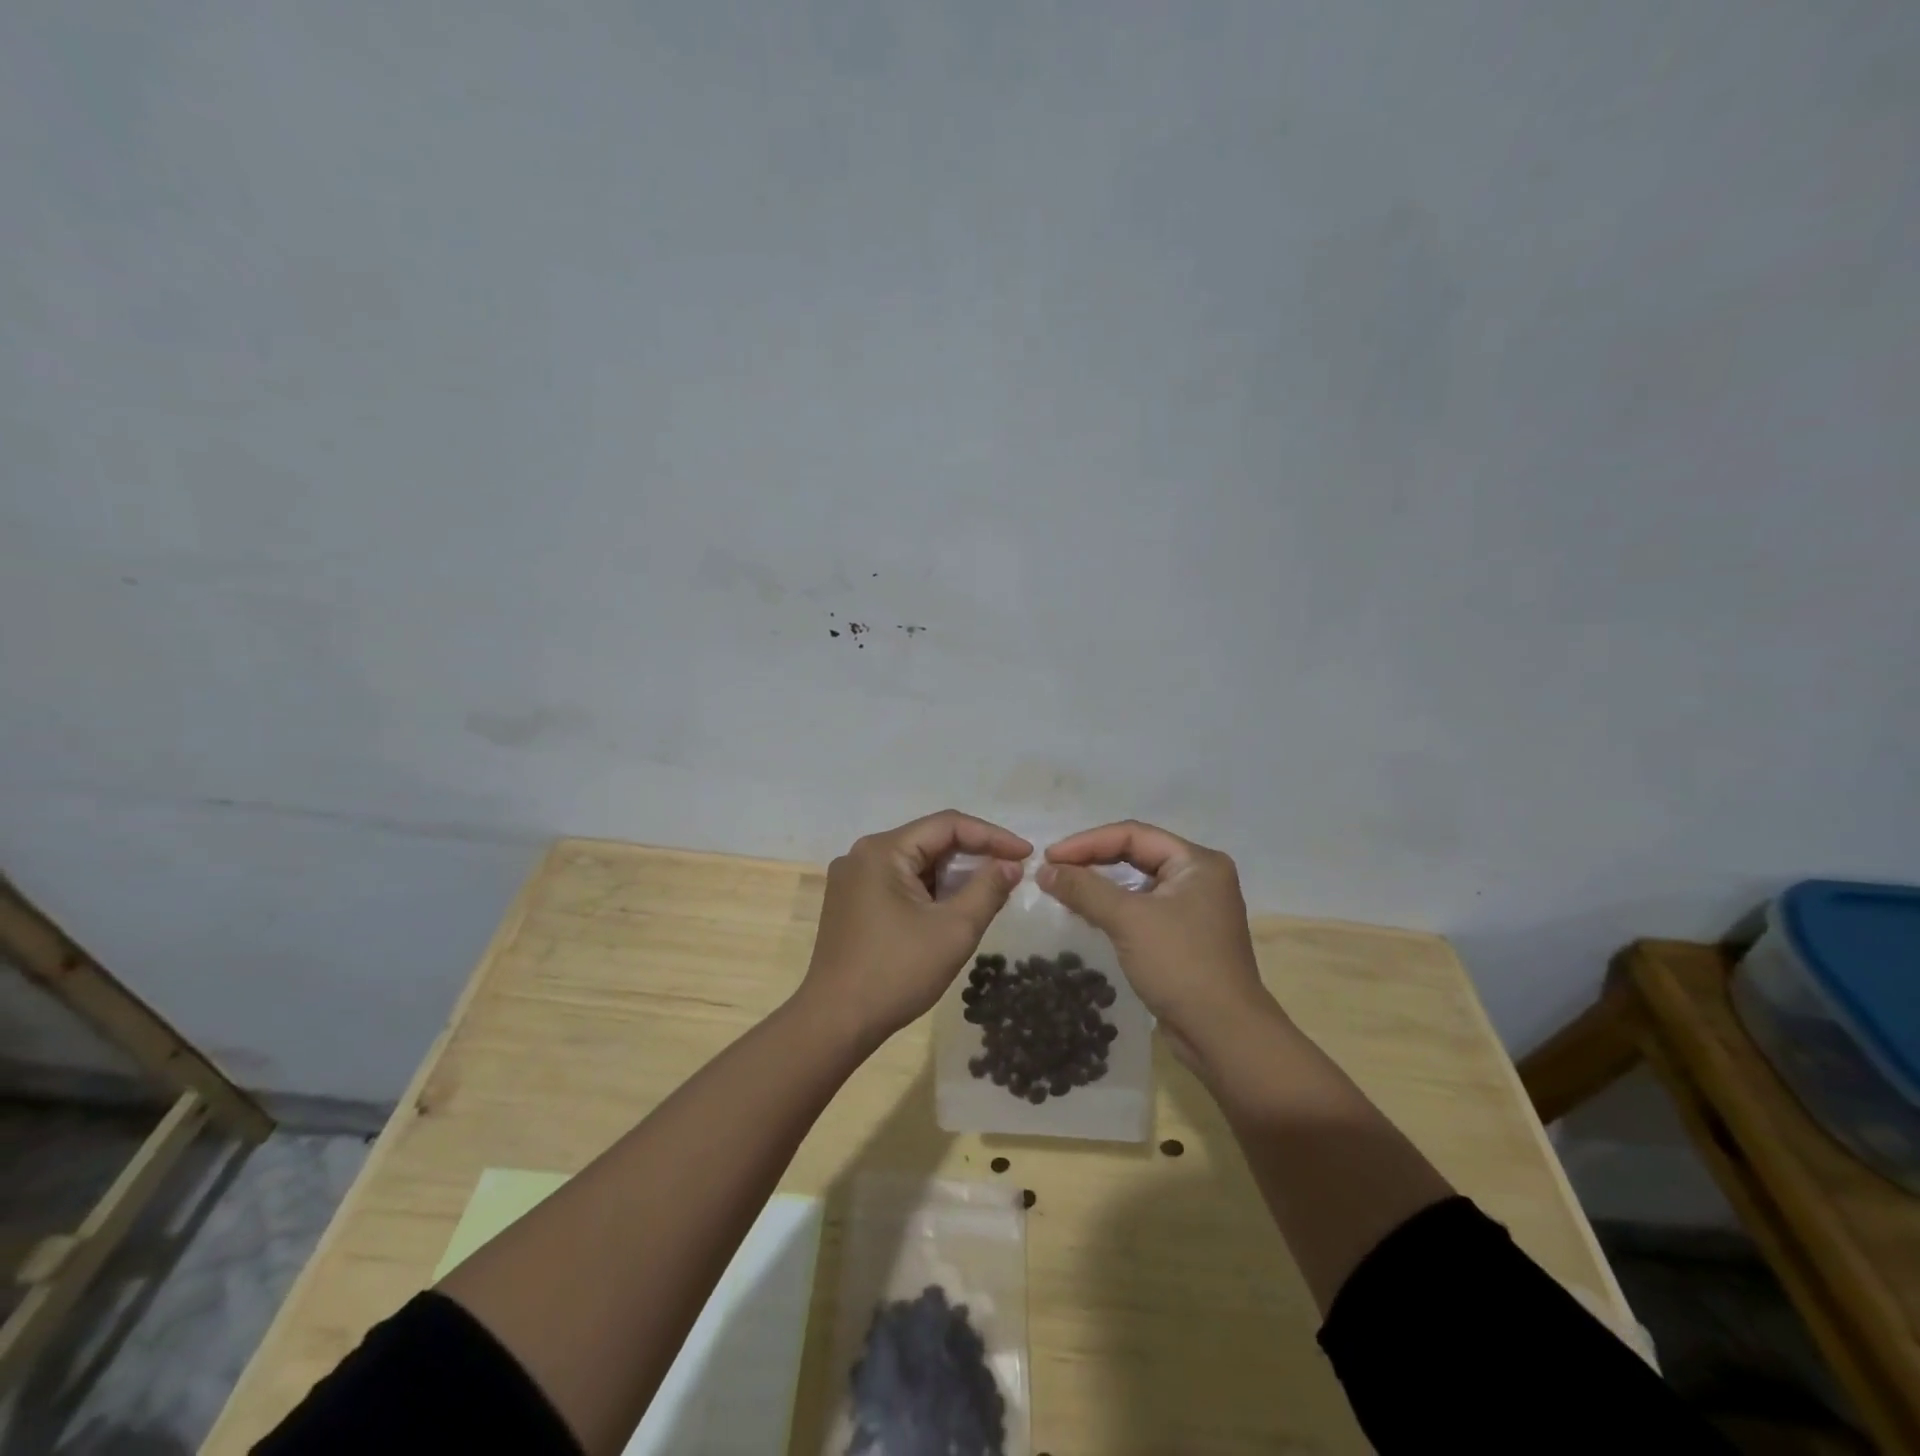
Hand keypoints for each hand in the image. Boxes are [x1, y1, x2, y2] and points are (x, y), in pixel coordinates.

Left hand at [799, 811, 1030, 1049]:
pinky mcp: (851, 902)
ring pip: (915, 863)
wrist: (835, 1022)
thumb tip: (1011, 865)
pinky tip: (954, 907)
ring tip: (990, 890)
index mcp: (883, 850)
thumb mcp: (954, 930)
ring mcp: (853, 879)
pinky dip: (930, 890)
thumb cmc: (897, 972)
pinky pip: (899, 882)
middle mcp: (863, 854)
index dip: (992, 836)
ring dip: (953, 874)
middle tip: (1011, 872)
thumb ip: (987, 889)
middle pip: (929, 841)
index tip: (1026, 854)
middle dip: (974, 854)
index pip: (947, 825)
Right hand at [1037, 820, 1277, 1061]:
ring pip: (1138, 883)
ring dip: (1100, 884)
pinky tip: (1087, 913)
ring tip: (1062, 889)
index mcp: (1197, 862)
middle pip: (1136, 854)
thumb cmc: (1181, 965)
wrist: (1224, 1036)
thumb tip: (1044, 870)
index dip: (1087, 842)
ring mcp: (1194, 908)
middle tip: (1052, 870)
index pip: (1133, 835)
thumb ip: (1084, 889)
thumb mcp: (1128, 920)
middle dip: (1092, 860)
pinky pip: (1142, 908)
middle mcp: (1200, 877)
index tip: (1049, 857)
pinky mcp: (1185, 936)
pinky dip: (1114, 907)